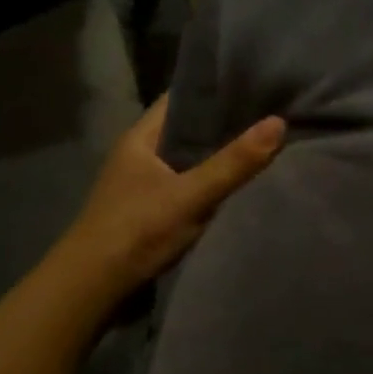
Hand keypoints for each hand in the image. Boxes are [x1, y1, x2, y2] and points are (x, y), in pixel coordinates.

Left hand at [59, 93, 285, 304]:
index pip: (182, 99)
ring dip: (222, 156)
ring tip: (267, 145)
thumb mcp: (191, 195)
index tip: (256, 85)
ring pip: (192, 159)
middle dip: (227, 124)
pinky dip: (215, 183)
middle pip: (190, 130)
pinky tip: (243, 185)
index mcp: (142, 138)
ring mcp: (147, 184)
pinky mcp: (155, 211)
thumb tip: (279, 122)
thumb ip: (234, 163)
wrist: (93, 288)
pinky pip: (192, 186)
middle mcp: (143, 155)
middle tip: (273, 115)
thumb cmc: (136, 231)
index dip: (216, 90)